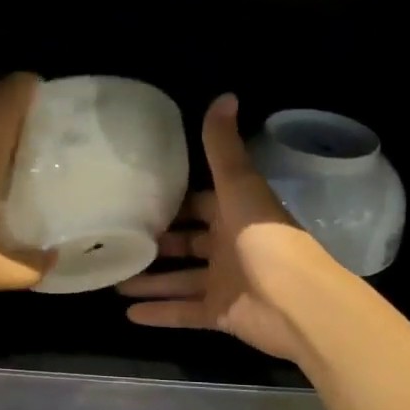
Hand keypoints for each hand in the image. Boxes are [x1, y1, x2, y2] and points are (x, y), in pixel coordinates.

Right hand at [117, 94, 331, 362]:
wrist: (296, 303)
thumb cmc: (264, 238)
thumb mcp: (239, 186)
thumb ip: (223, 148)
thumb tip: (224, 95)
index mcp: (235, 213)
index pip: (200, 204)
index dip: (174, 201)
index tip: (138, 198)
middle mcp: (229, 246)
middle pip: (187, 243)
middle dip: (157, 242)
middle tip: (118, 239)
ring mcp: (225, 282)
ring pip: (180, 280)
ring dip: (151, 280)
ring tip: (113, 280)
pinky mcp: (220, 313)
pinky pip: (183, 312)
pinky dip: (159, 313)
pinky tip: (127, 314)